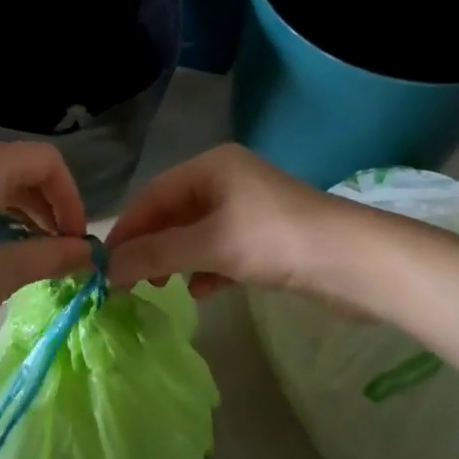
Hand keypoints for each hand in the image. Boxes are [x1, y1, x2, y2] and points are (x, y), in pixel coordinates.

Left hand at [0, 141, 96, 352]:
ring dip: (25, 214)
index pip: (45, 160)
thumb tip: (93, 254)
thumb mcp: (8, 268)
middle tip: (61, 249)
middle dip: (49, 206)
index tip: (76, 238)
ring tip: (37, 255)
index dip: (70, 197)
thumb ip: (56, 254)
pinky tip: (4, 251)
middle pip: (21, 167)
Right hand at [106, 144, 362, 305]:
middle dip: (152, 246)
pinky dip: (206, 268)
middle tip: (130, 281)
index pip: (154, 194)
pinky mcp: (266, 237)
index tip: (104, 262)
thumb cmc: (274, 240)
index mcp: (211, 167)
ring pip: (197, 233)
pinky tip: (202, 291)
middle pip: (174, 213)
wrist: (355, 262)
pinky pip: (221, 249)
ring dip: (177, 260)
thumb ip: (156, 254)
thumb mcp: (209, 245)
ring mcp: (248, 208)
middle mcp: (227, 180)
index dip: (128, 227)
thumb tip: (107, 268)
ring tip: (162, 289)